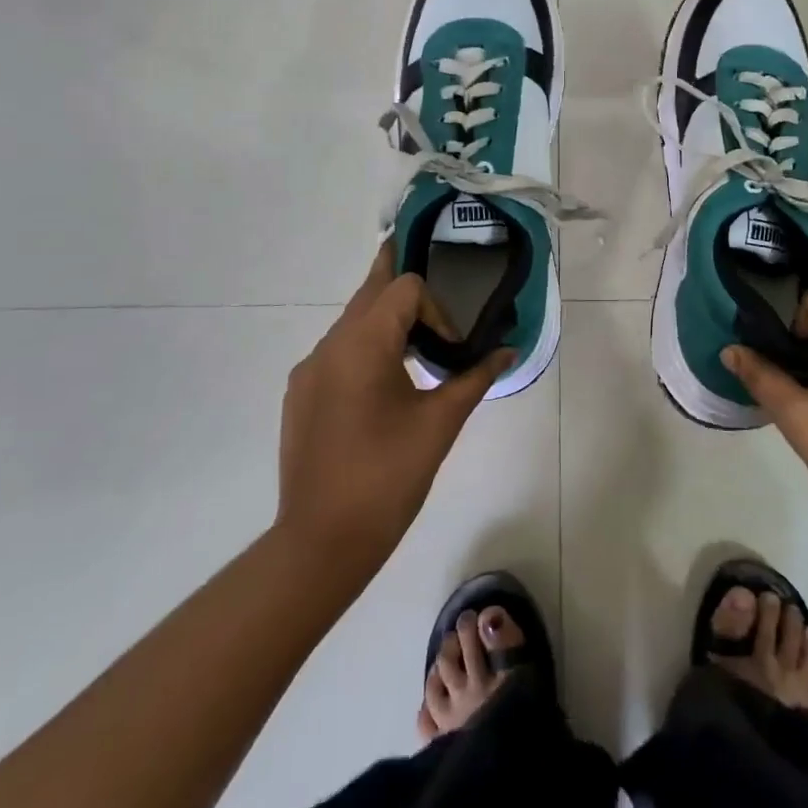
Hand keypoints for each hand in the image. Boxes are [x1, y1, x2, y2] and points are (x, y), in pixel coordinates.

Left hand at [276, 246, 513, 577]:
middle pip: (370, 292)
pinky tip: (383, 384)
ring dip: (384, 319)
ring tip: (416, 340)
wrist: (321, 542)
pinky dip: (365, 348)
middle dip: (400, 280)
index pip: (403, 289)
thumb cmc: (388, 477)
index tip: (451, 350)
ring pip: (352, 322)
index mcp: (362, 344)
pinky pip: (337, 351)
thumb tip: (507, 352)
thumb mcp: (440, 424)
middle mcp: (329, 345)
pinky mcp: (301, 394)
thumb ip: (474, 378)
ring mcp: (309, 370)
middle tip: (427, 264)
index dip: (436, 309)